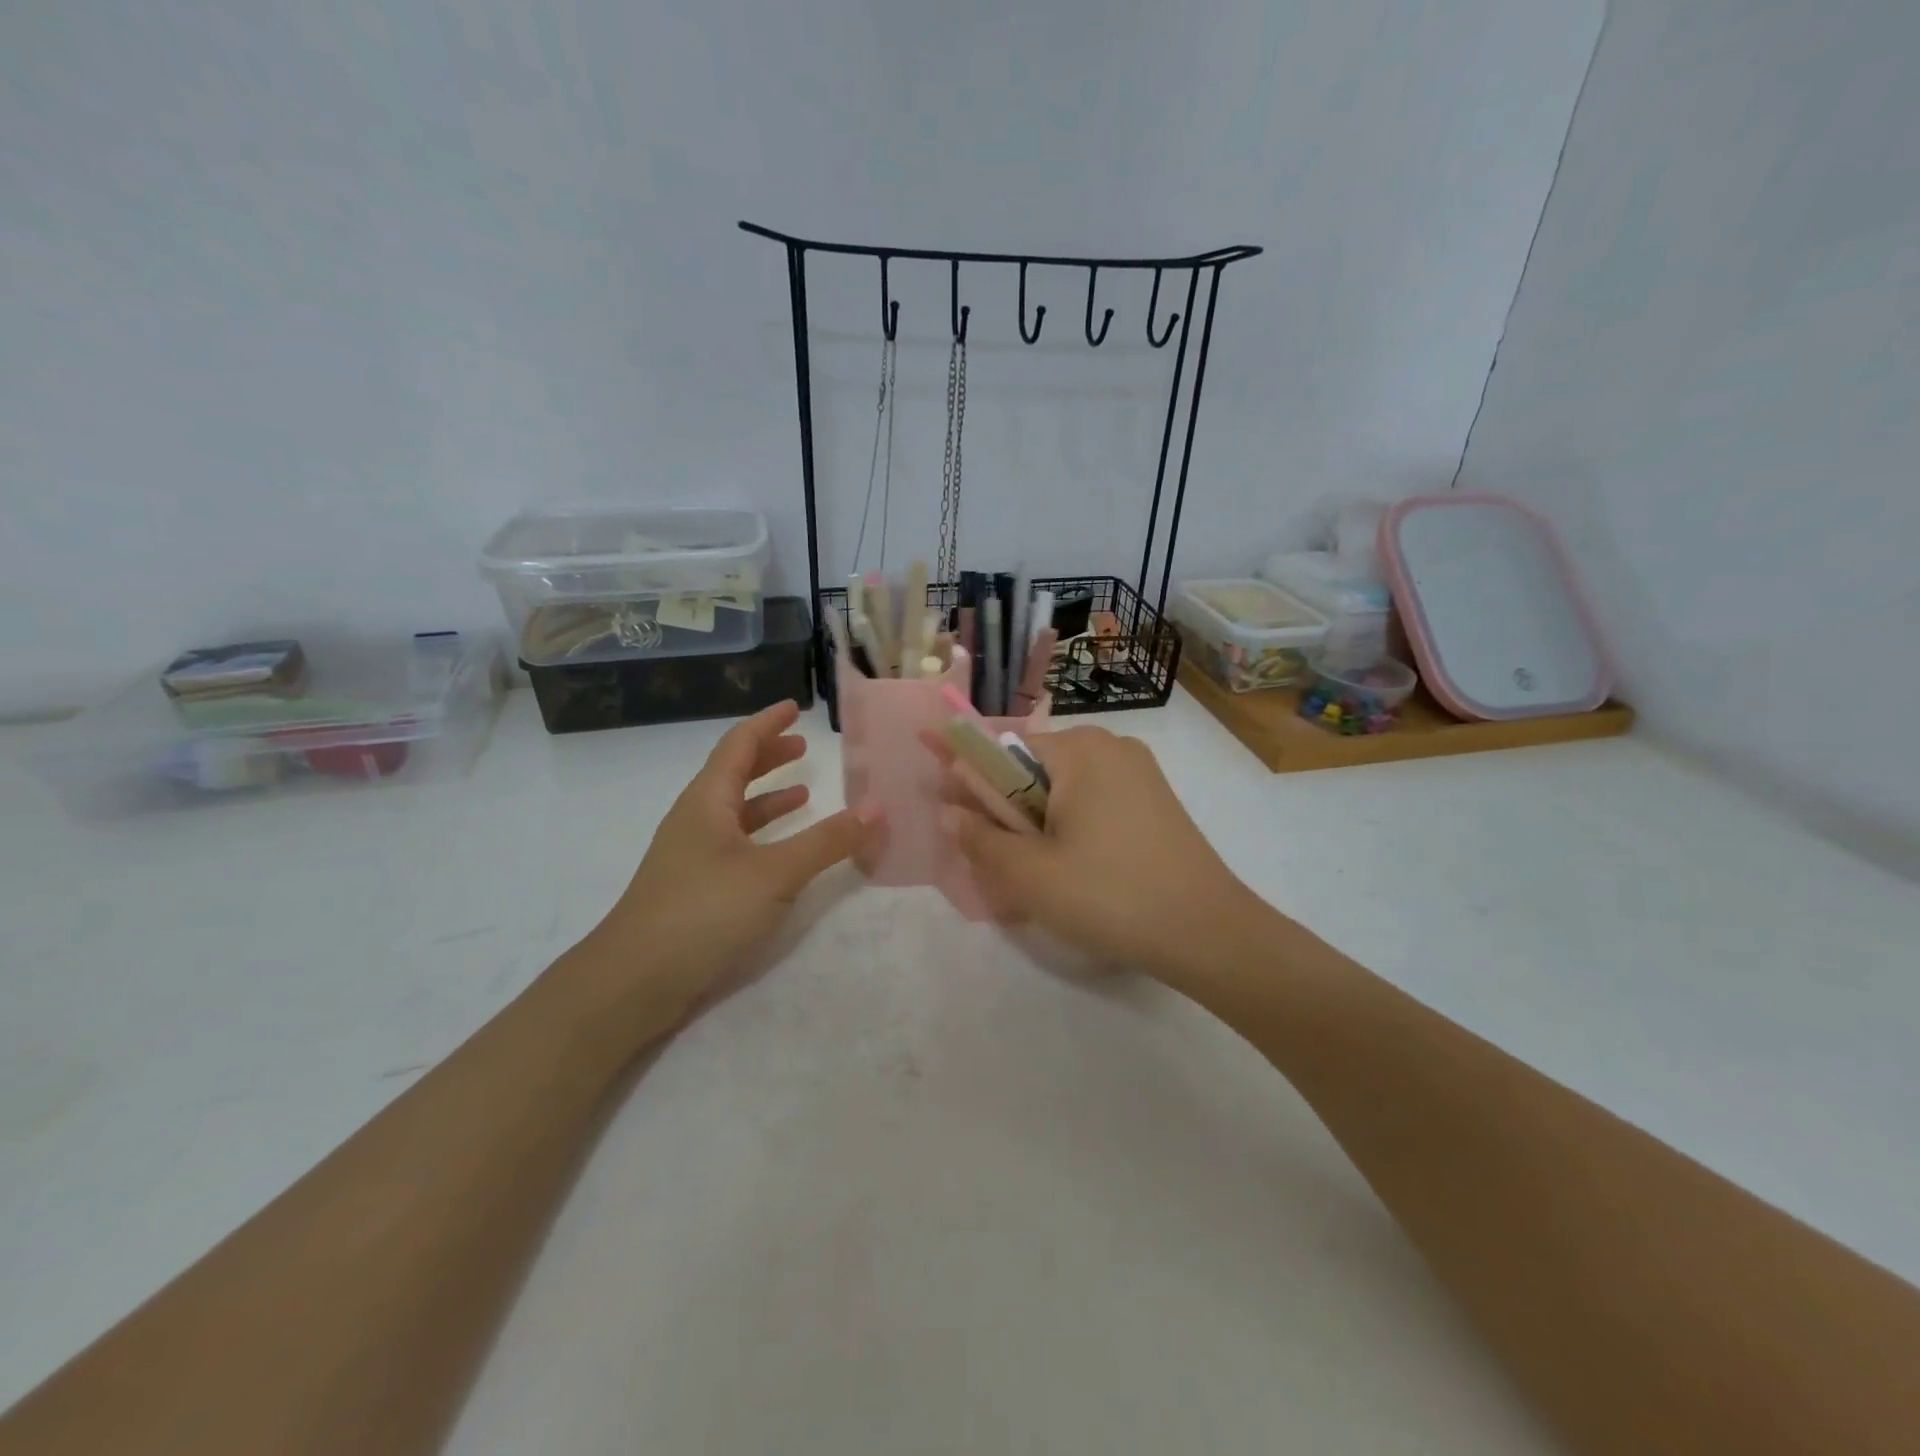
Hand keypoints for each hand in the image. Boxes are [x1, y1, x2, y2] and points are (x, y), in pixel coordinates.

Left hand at [583, 701, 874, 1032]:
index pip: (739, 745)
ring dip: (767, 798)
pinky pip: (734, 845)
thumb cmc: (703, 911)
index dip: (767, 723)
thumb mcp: (775, 873)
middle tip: (804, 747)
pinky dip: (762, 836)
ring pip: (734, 812)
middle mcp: (695, 820)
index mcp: (707, 801)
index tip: (794, 706)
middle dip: (768, 757)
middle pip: (733, 774)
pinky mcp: (694, 889)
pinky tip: (782, 853)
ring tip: (804, 794)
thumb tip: (878, 807)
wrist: (633, 981)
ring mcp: (691, 856)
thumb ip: (827, 841)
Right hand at [937, 726, 1259, 978]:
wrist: (1209, 933)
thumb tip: (948, 812)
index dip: (970, 778)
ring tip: (1034, 874)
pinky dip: (1071, 829)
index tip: (948, 802)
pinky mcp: (1156, 802)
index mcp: (1080, 749)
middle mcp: (1111, 747)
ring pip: (1064, 791)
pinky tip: (1073, 872)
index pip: (1003, 749)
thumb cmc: (1110, 895)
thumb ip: (981, 839)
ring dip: (1037, 825)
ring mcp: (1140, 774)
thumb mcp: (1031, 874)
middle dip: (1007, 810)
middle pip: (1034, 770)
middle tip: (997, 860)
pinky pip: (1094, 805)